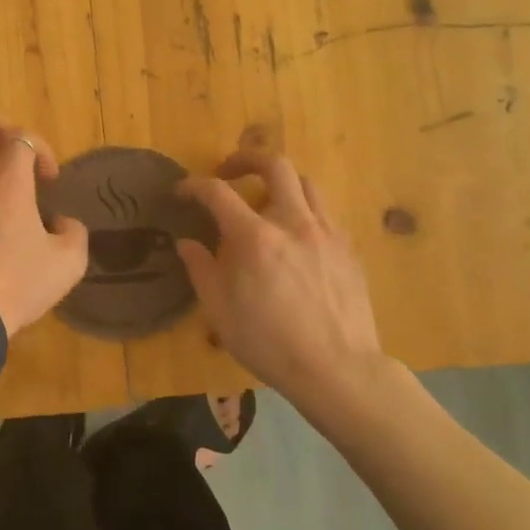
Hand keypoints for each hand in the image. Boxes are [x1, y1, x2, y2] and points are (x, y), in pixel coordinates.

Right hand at [177, 150, 390, 410]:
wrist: (338, 370)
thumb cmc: (270, 344)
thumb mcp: (219, 312)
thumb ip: (200, 269)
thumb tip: (186, 243)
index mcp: (254, 237)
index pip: (217, 192)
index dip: (193, 186)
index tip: (182, 192)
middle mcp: (292, 222)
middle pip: (274, 165)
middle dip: (246, 159)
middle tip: (229, 172)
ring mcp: (326, 232)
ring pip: (305, 182)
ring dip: (280, 182)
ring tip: (266, 199)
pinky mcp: (348, 247)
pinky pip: (325, 211)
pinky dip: (304, 209)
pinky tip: (296, 234)